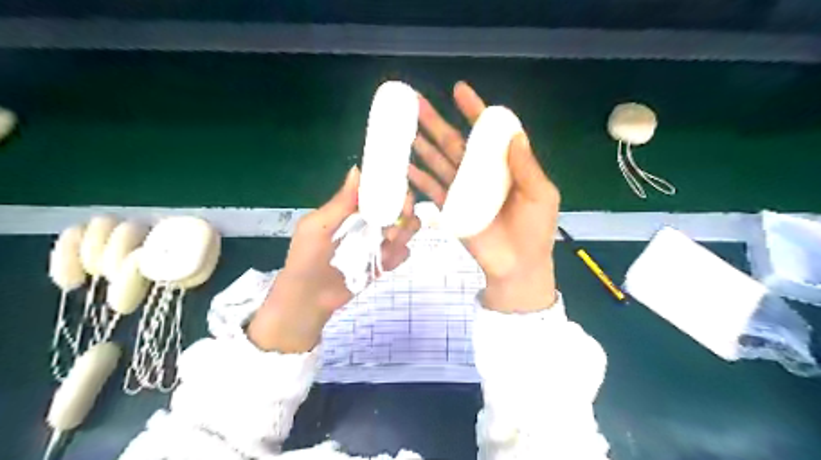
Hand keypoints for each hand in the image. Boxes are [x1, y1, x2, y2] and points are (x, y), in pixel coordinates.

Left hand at [248, 166, 417, 353]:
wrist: (309, 298)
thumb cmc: (307, 258)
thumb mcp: (318, 226)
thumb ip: (340, 202)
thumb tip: (357, 169)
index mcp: (353, 208)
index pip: (380, 190)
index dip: (393, 187)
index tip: (399, 192)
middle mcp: (370, 221)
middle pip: (400, 208)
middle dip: (405, 212)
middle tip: (396, 223)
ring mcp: (379, 242)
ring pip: (407, 229)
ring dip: (405, 233)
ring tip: (389, 243)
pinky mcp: (384, 262)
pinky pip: (403, 254)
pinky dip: (399, 255)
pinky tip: (385, 262)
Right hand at [410, 81, 556, 311]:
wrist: (518, 265)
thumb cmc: (534, 230)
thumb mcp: (540, 195)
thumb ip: (527, 166)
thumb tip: (514, 134)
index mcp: (503, 165)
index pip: (487, 132)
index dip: (473, 110)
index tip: (458, 90)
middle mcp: (480, 172)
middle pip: (455, 142)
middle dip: (435, 121)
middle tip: (415, 102)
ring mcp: (462, 190)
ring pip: (438, 161)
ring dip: (421, 144)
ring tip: (403, 127)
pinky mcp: (450, 208)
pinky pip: (431, 189)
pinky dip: (418, 177)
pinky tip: (404, 164)